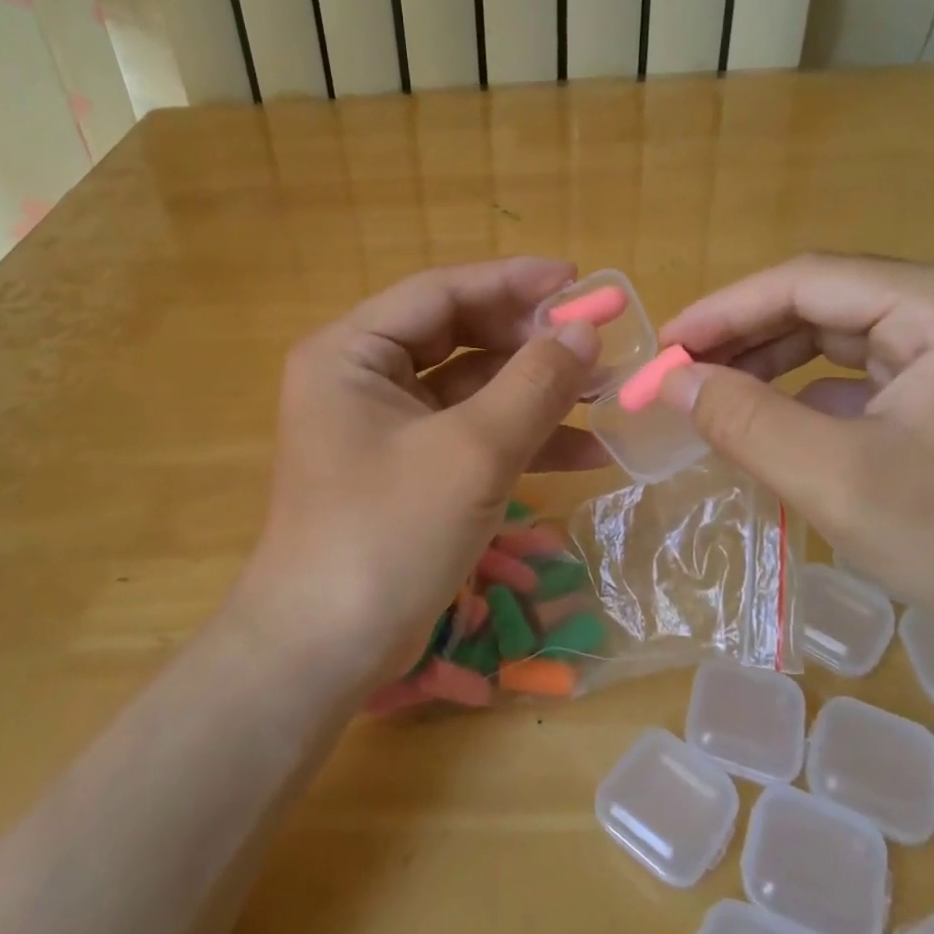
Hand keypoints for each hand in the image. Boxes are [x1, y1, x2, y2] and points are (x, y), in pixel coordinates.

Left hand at [232, 259, 605, 690]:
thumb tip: (585, 329)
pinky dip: (521, 439)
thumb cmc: (388, 535)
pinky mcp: (407, 469)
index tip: (578, 281)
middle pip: (458, 336)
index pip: (441, 292)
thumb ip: (534, 384)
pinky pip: (469, 434)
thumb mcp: (472, 453)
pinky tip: (587, 451)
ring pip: (471, 389)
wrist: (325, 652)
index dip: (513, 282)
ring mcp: (384, 427)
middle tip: (598, 341)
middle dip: (530, 342)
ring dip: (535, 392)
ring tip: (608, 393)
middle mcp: (362, 378)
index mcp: (352, 352)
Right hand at [658, 255, 933, 657]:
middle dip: (742, 339)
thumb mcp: (840, 482)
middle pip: (821, 303)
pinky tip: (767, 423)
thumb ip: (745, 422)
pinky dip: (806, 394)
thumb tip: (672, 381)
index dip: (722, 312)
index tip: (662, 349)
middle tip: (676, 376)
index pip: (806, 281)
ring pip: (836, 337)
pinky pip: (861, 375)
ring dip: (769, 365)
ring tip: (708, 397)